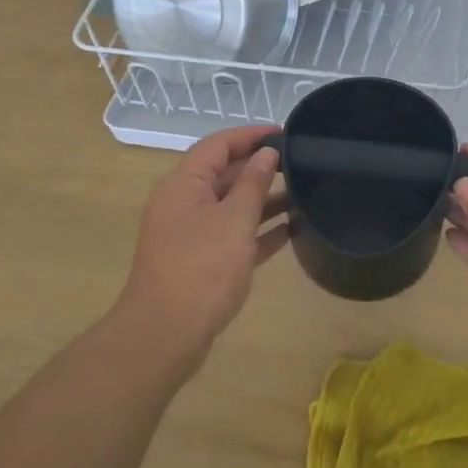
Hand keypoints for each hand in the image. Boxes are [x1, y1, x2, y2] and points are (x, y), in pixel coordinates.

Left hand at [114, 125, 288, 369]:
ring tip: (302, 194)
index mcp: (184, 184)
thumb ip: (253, 183)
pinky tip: (290, 231)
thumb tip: (266, 153)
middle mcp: (184, 203)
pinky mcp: (200, 262)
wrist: (165, 336)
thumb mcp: (235, 220)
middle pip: (224, 173)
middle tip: (299, 162)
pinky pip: (232, 235)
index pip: (218, 145)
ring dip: (262, 199)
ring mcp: (190, 234)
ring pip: (230, 206)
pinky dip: (257, 231)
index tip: (284, 132)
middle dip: (259, 166)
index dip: (250, 134)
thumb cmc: (202, 268)